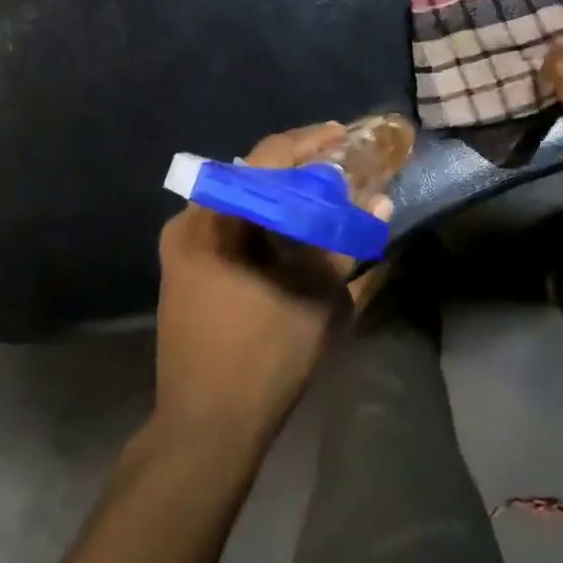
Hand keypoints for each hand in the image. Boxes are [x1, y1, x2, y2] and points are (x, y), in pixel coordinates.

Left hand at [153, 123, 379, 449]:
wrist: (204, 429)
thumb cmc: (264, 359)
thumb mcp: (319, 297)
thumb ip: (348, 242)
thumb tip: (381, 200)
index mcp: (217, 219)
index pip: (266, 158)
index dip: (308, 141)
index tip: (341, 133)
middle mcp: (190, 221)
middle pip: (250, 175)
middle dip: (296, 166)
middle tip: (338, 164)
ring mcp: (181, 247)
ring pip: (239, 200)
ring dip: (279, 193)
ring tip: (321, 192)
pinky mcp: (183, 269)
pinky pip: (228, 224)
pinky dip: (262, 217)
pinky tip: (290, 228)